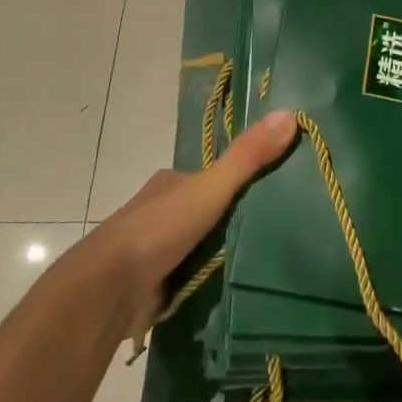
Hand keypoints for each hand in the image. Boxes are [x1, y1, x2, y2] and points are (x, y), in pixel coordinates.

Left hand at [90, 109, 297, 336]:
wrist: (111, 288)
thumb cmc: (160, 229)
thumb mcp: (211, 187)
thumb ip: (248, 157)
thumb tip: (290, 113)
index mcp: (172, 184)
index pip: (212, 177)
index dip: (240, 182)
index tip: (277, 192)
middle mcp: (162, 212)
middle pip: (208, 212)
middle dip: (234, 221)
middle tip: (278, 232)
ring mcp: (157, 250)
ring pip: (200, 246)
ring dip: (223, 255)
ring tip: (267, 262)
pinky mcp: (157, 285)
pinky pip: (192, 277)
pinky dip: (211, 282)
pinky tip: (238, 287)